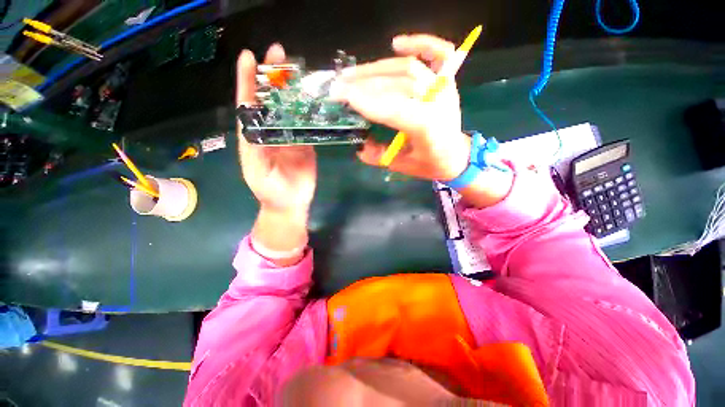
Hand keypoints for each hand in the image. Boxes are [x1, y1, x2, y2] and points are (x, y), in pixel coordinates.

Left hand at [236, 44, 315, 262]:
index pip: (248, 105)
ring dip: (292, 88)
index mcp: (254, 137)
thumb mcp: (259, 174)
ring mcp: (290, 136)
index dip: (247, 81)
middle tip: (278, 52)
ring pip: (289, 109)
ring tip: (298, 68)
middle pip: (270, 100)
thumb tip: (255, 127)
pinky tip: (315, 97)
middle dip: (271, 76)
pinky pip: (306, 124)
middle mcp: (271, 131)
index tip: (249, 57)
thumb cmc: (271, 192)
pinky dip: (310, 110)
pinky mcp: (305, 143)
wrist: (291, 203)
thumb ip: (257, 153)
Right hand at [334, 34, 470, 181]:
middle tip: (340, 84)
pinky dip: (420, 42)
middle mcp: (438, 101)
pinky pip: (439, 53)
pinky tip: (397, 44)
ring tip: (352, 73)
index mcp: (427, 127)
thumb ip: (378, 156)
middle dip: (364, 83)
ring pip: (407, 67)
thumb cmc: (431, 164)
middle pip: (397, 83)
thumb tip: (359, 146)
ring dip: (377, 68)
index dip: (365, 101)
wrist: (457, 157)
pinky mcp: (448, 81)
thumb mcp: (402, 166)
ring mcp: (444, 87)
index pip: (392, 108)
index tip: (340, 96)